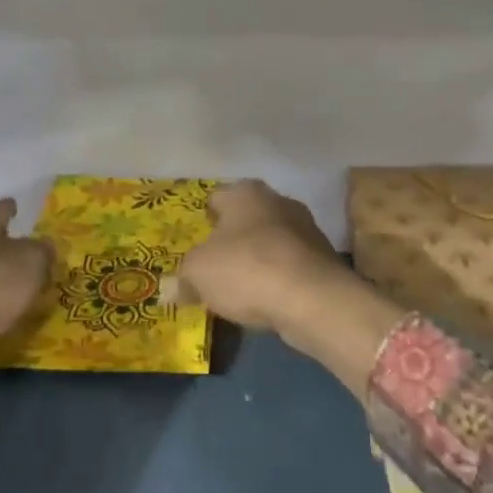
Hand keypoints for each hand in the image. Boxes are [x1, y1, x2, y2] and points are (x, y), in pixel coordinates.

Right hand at [167, 181, 350, 351]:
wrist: (313, 298)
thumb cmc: (246, 269)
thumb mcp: (198, 274)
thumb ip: (183, 278)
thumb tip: (169, 290)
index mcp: (245, 192)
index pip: (217, 198)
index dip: (205, 220)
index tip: (198, 244)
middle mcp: (278, 201)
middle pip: (246, 219)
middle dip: (233, 240)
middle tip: (216, 267)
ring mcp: (306, 228)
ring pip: (271, 242)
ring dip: (258, 260)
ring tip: (241, 289)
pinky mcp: (323, 258)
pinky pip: (290, 265)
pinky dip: (278, 279)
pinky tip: (268, 300)